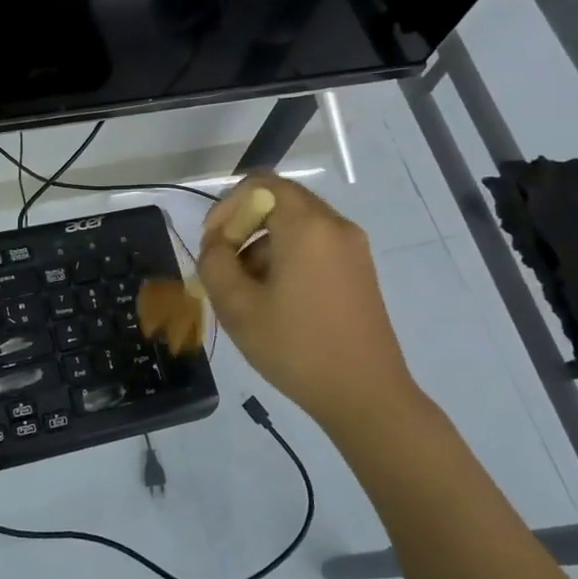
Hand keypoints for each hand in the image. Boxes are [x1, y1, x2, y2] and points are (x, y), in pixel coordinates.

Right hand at [197, 174, 415, 432]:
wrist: (364, 394)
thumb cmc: (295, 347)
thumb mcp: (237, 307)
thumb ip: (214, 263)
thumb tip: (216, 245)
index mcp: (307, 226)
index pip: (261, 184)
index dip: (228, 206)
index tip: (213, 243)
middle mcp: (335, 226)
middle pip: (281, 201)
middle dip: (245, 225)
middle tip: (224, 265)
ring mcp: (353, 248)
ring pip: (298, 225)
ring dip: (264, 244)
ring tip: (247, 290)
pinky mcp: (360, 270)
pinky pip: (316, 245)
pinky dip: (289, 256)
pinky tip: (277, 298)